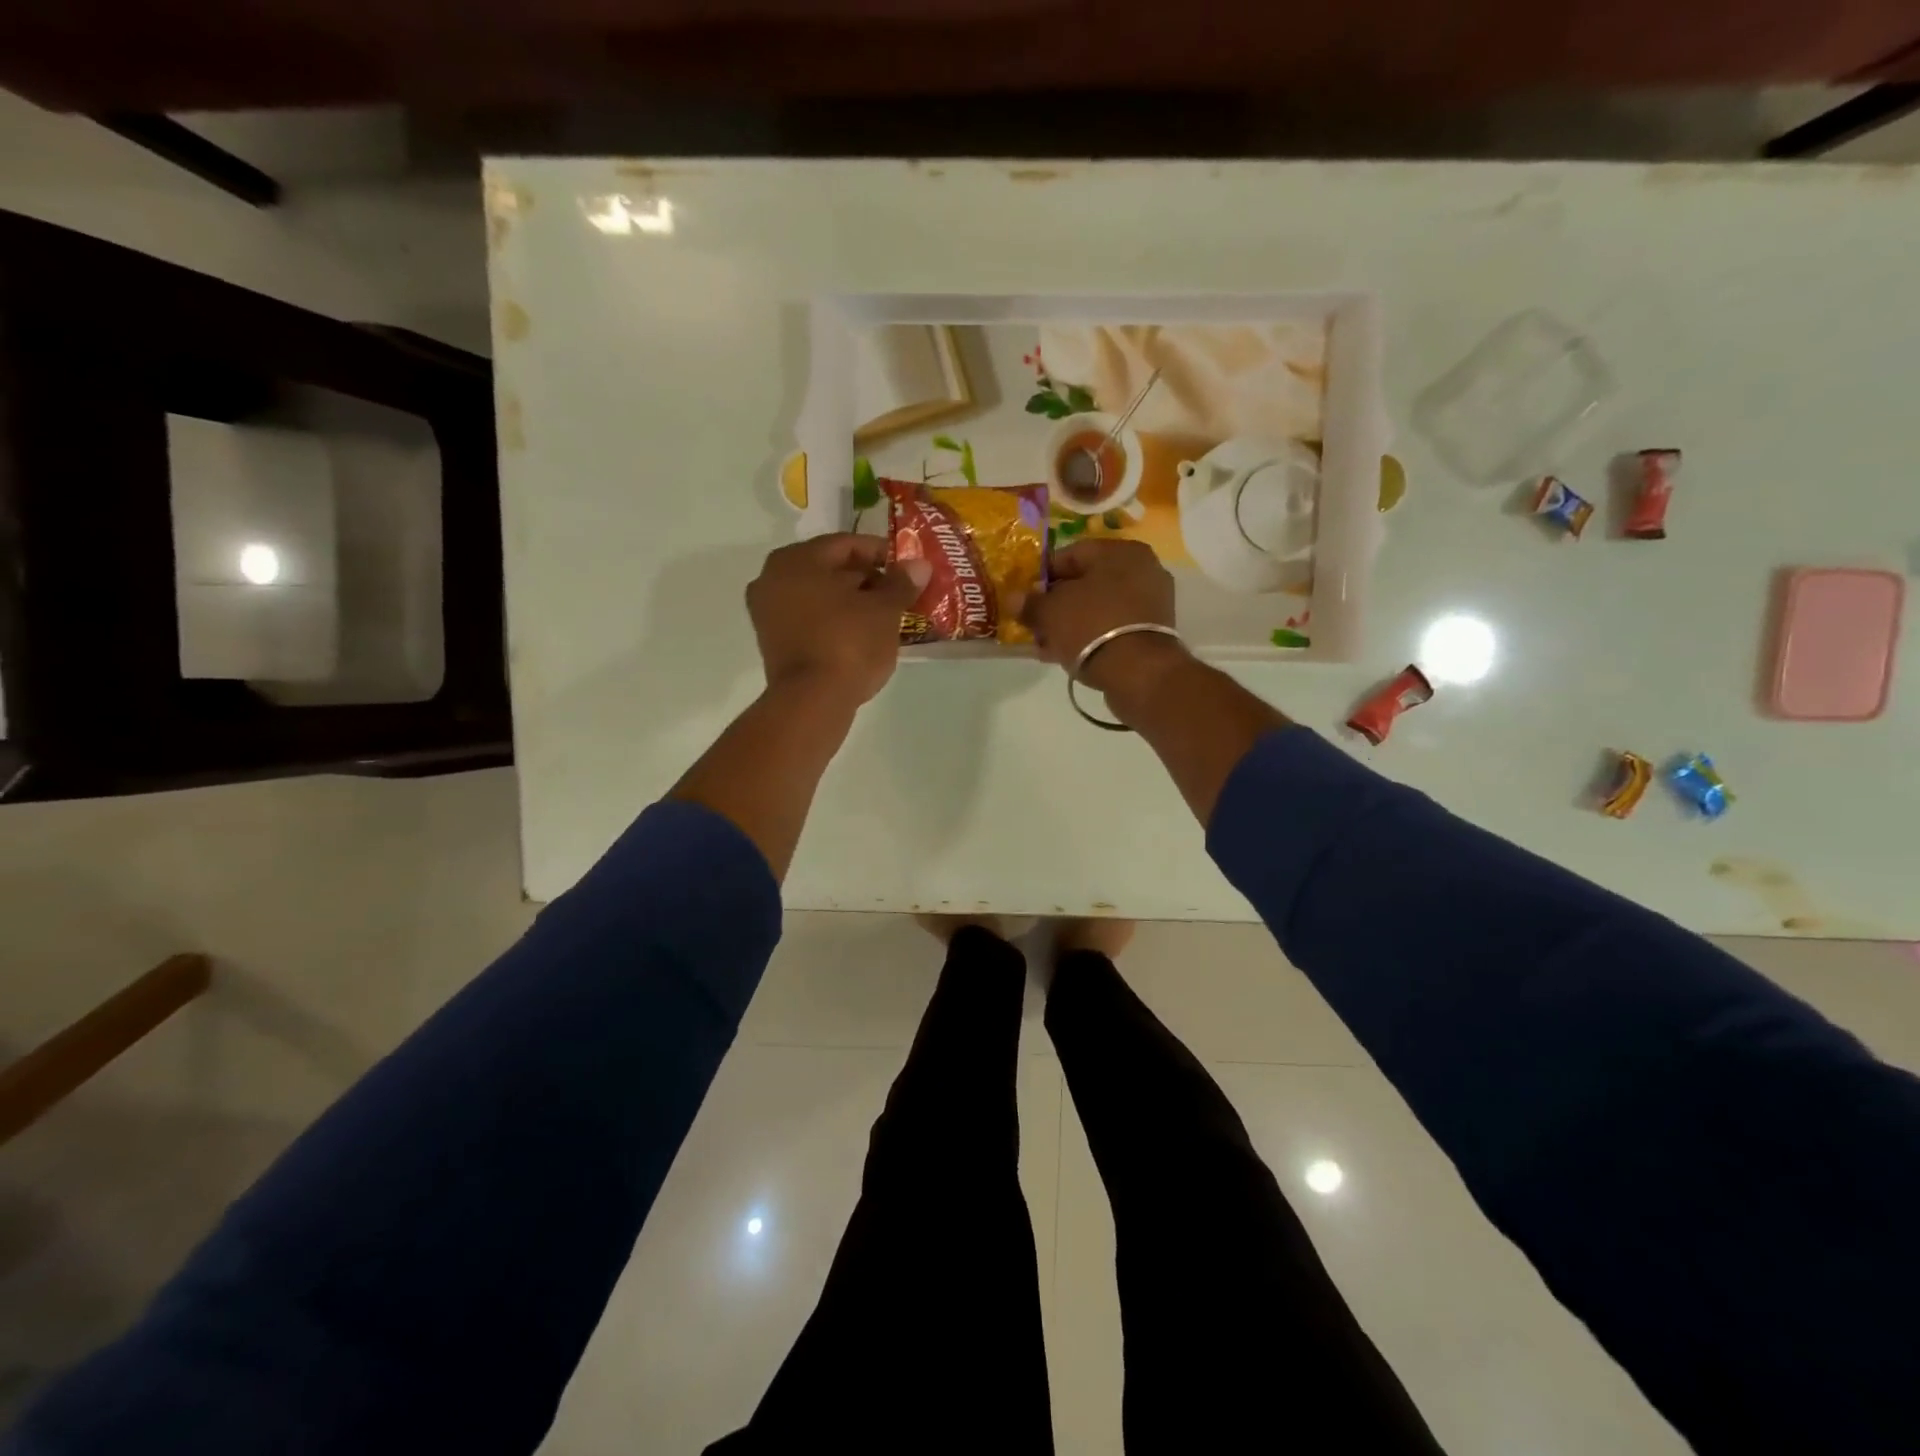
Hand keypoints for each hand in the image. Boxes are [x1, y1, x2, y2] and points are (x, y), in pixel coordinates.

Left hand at [746, 535, 929, 704]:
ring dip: (850, 602)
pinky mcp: (772, 642)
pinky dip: (833, 621)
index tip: (907, 568)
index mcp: (796, 559)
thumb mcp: (884, 610)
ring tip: (884, 616)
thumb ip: (901, 583)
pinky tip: (860, 634)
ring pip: (818, 596)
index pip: (846, 544)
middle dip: (866, 579)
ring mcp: (767, 612)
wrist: (812, 700)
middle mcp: (772, 577)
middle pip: (829, 569)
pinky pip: (809, 619)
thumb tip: (919, 565)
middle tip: (898, 593)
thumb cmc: (848, 642)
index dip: (881, 553)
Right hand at [1020, 539, 1185, 698]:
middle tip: (1035, 624)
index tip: (1025, 597)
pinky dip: (1091, 636)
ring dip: (1071, 623)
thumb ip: (1030, 603)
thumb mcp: (1050, 612)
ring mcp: (1152, 601)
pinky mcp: (1154, 631)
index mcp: (1120, 551)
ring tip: (1047, 645)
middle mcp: (1142, 568)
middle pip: (1086, 583)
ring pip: (1098, 607)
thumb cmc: (1091, 626)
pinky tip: (1068, 653)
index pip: (1071, 554)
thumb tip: (1014, 599)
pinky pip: (1113, 626)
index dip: (1042, 576)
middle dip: (1057, 604)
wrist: (1138, 672)